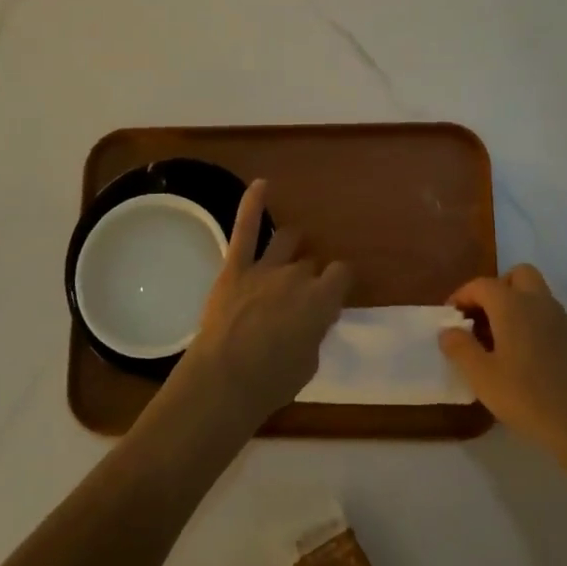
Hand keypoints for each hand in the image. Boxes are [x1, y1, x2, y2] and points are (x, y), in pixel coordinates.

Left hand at [169, 179, 349, 437]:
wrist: (225, 379)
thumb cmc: (272, 381)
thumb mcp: (308, 362)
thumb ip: (313, 331)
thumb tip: (311, 318)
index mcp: (322, 300)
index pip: (341, 275)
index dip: (338, 282)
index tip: (334, 293)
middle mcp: (297, 276)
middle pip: (310, 264)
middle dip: (310, 275)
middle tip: (300, 295)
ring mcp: (265, 268)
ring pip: (286, 241)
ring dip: (292, 243)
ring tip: (293, 244)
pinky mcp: (235, 267)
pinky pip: (246, 229)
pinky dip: (253, 204)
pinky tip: (261, 184)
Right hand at [441, 265, 566, 468]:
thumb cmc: (529, 397)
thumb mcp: (483, 377)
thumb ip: (461, 349)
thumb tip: (448, 331)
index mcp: (513, 306)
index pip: (482, 285)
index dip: (462, 296)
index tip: (451, 317)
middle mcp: (540, 303)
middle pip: (518, 276)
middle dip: (497, 289)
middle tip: (483, 318)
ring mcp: (565, 320)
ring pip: (538, 297)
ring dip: (518, 307)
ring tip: (503, 343)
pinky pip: (552, 319)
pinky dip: (536, 326)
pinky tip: (531, 360)